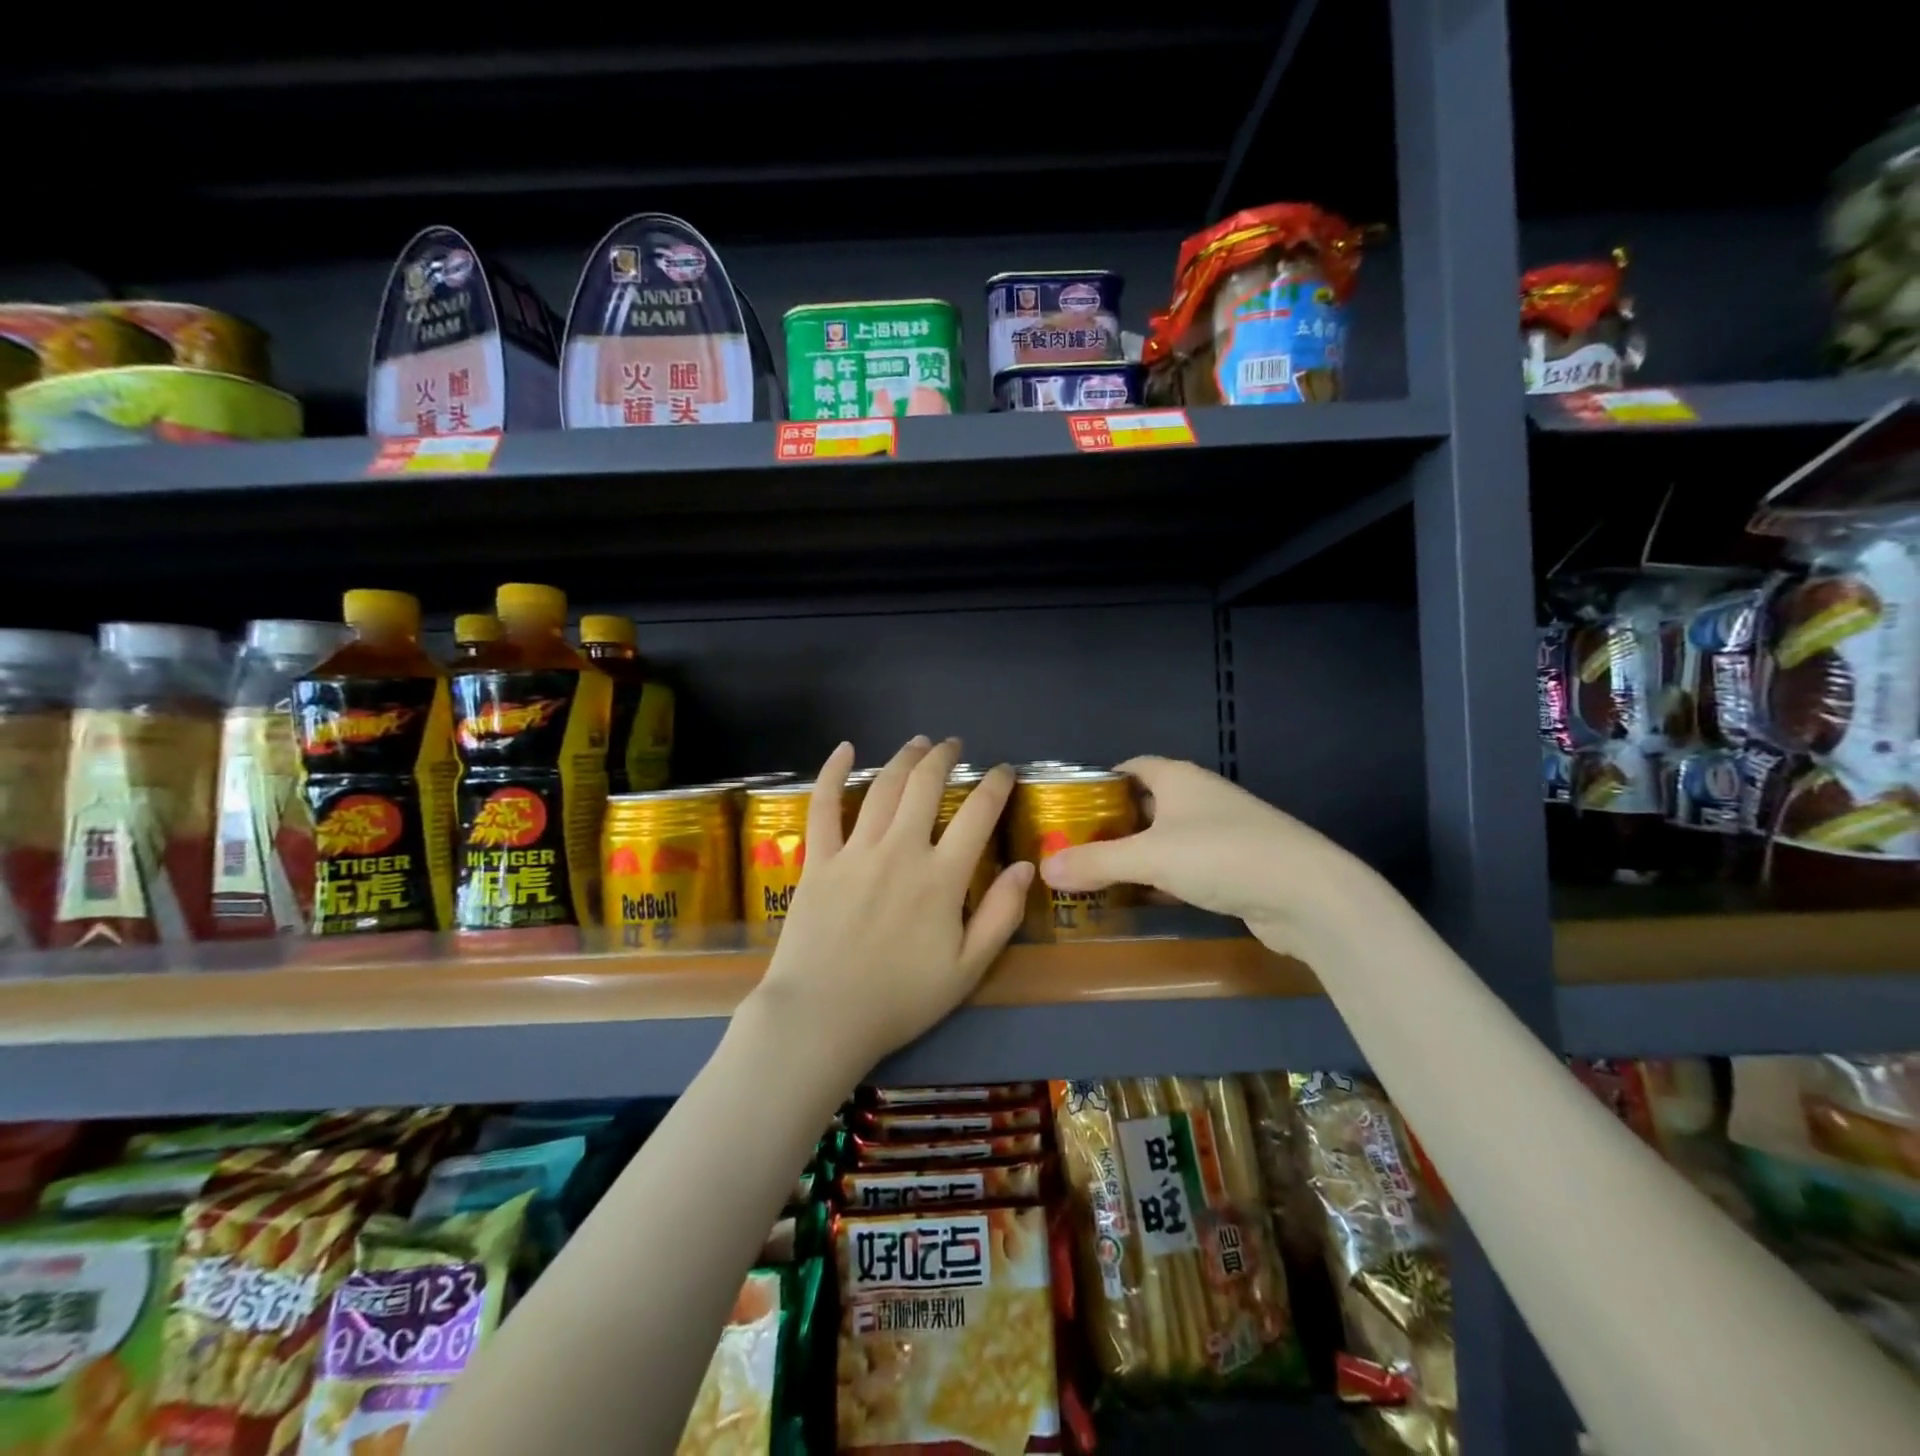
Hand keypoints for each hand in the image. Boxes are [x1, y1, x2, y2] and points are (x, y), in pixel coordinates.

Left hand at [746, 736, 1033, 1076]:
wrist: (822, 1017)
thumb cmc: (900, 999)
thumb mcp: (968, 970)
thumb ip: (1001, 915)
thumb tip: (1025, 866)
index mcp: (942, 877)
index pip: (977, 814)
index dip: (995, 785)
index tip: (1004, 771)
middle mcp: (901, 850)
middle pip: (926, 786)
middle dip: (944, 758)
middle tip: (954, 745)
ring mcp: (855, 851)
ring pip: (883, 788)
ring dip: (904, 759)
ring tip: (918, 743)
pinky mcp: (819, 860)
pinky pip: (824, 806)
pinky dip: (833, 773)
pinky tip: (845, 749)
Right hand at [1038, 756, 1382, 959]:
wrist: (1307, 894)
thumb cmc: (1221, 855)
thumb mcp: (1149, 857)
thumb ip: (1095, 862)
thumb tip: (1044, 868)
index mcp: (1178, 778)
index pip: (1130, 767)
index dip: (1099, 783)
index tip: (1069, 808)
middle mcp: (1199, 798)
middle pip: (1144, 804)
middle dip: (1111, 824)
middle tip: (1073, 846)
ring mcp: (1219, 833)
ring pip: (1164, 838)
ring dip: (1135, 855)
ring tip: (1096, 874)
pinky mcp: (1233, 867)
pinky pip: (1184, 866)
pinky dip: (1160, 878)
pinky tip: (1139, 899)